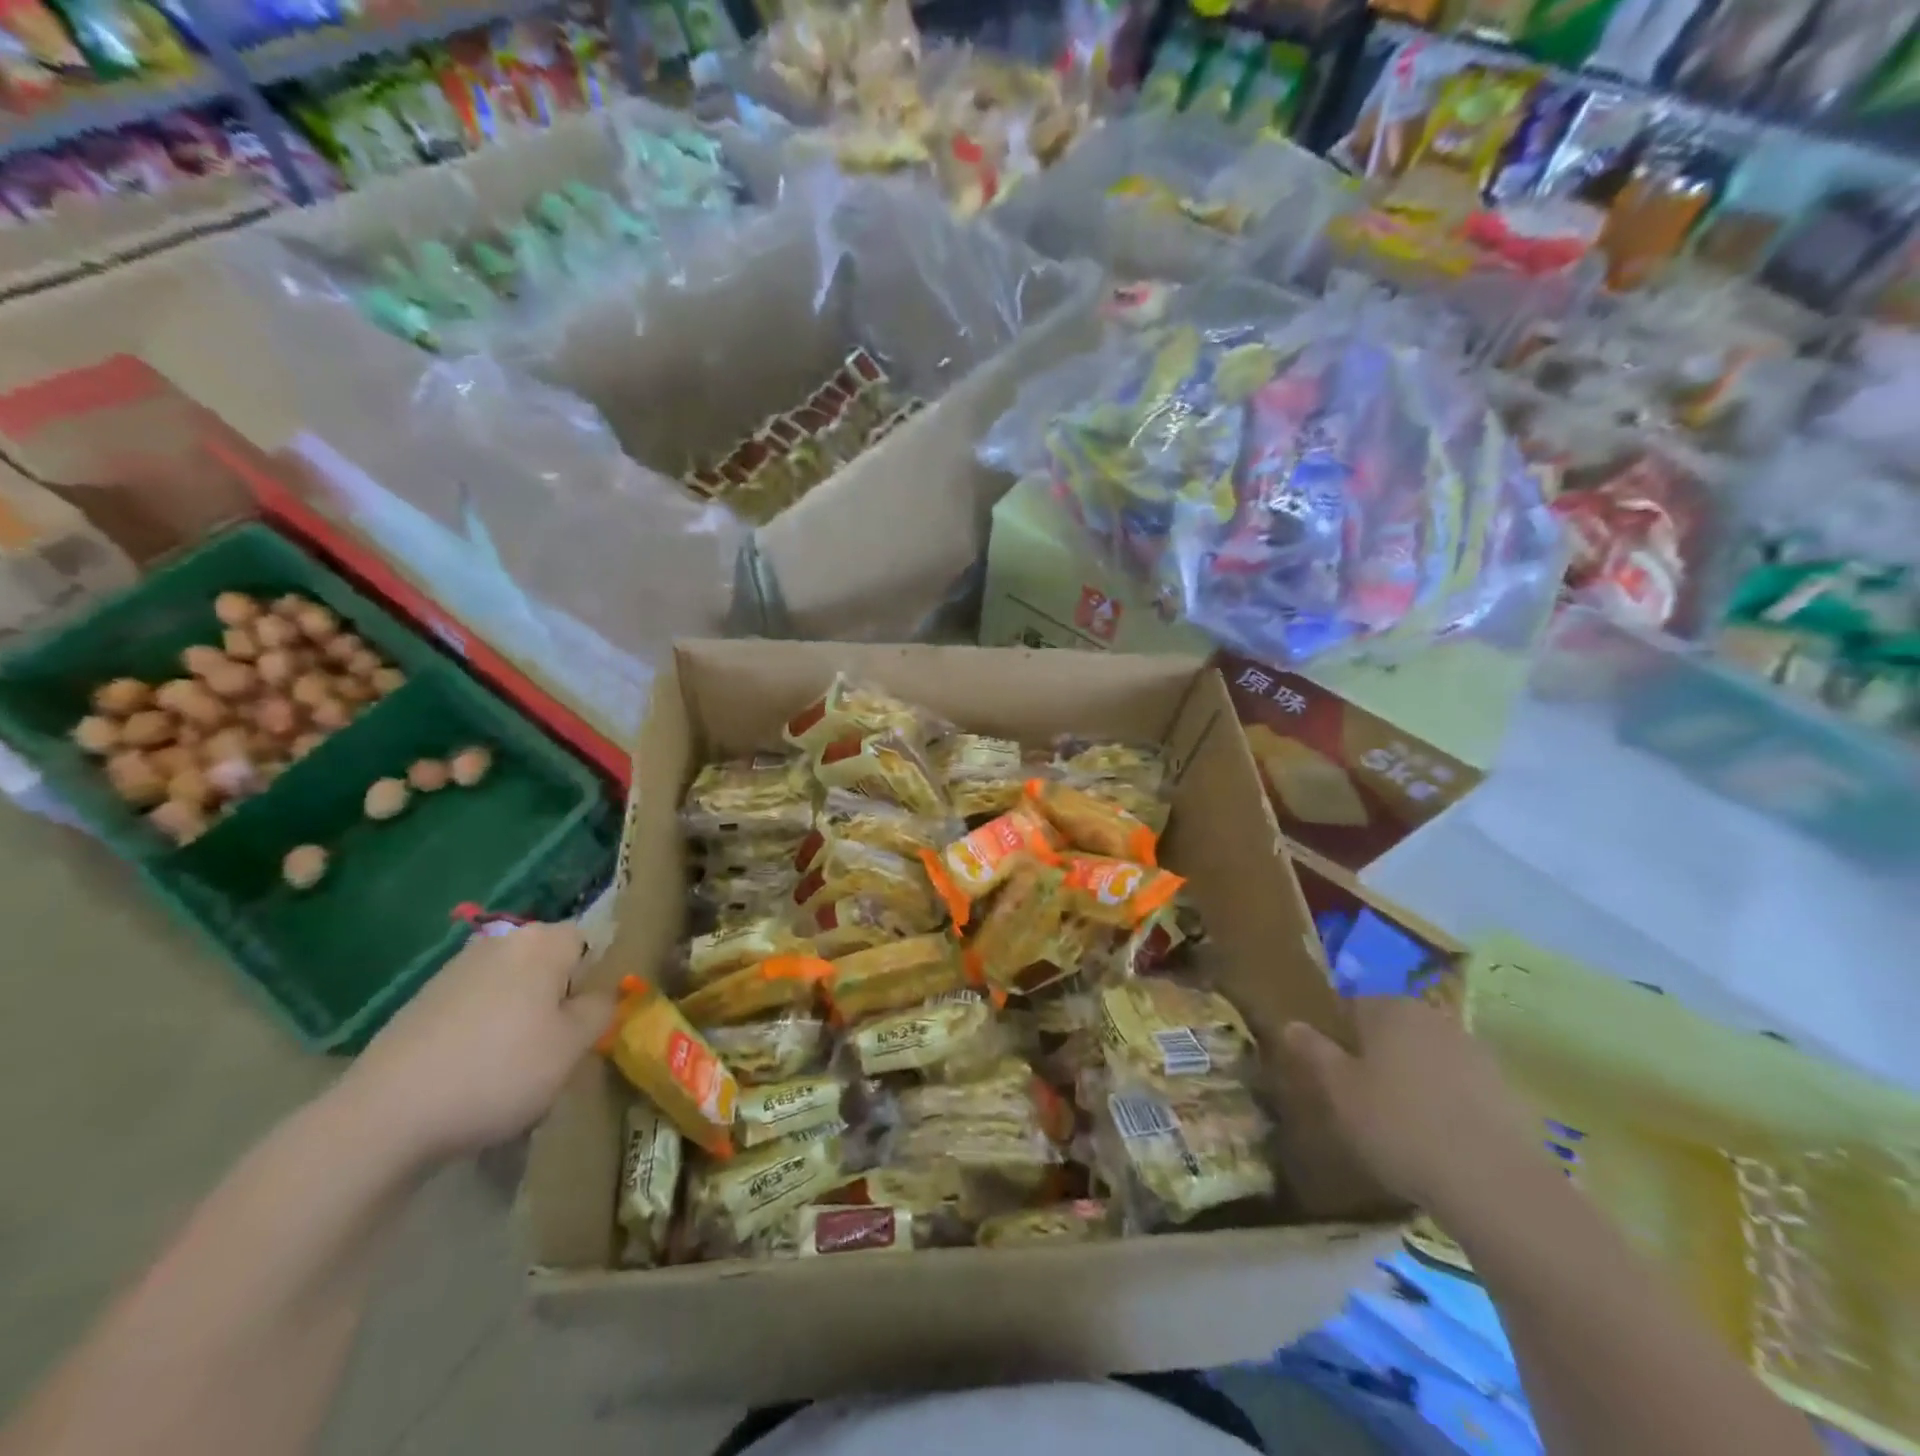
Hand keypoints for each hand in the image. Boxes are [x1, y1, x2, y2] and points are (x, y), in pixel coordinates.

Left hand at [342, 920, 615, 1165]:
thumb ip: (600, 1010)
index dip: (592, 981)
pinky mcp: (420, 1002)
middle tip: (552, 1049)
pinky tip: (470, 1074)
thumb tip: (602, 993)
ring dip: (519, 1017)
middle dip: (555, 999)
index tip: (583, 1023)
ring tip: (510, 1069)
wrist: (384, 1117)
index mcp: (540, 942)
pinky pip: (474, 1008)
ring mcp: (454, 970)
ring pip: (511, 987)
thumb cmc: (499, 1072)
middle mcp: (499, 942)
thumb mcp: (572, 1046)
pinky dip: (481, 1032)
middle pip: (547, 963)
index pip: (587, 942)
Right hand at [1282, 997, 1547, 1219]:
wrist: (1495, 1186)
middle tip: (1360, 1099)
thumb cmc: (1399, 1126)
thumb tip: (1292, 1024)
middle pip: (1392, 1031)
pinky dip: (1447, 1106)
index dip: (1336, 1038)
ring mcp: (1477, 1054)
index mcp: (1391, 1008)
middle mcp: (1434, 1019)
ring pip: (1427, 1059)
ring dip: (1412, 1081)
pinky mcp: (1508, 1093)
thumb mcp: (1338, 1091)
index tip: (1330, 1073)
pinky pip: (1461, 1089)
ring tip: (1400, 1125)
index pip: (1351, 1007)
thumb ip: (1313, 1051)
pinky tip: (1438, 1142)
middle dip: (1376, 1057)